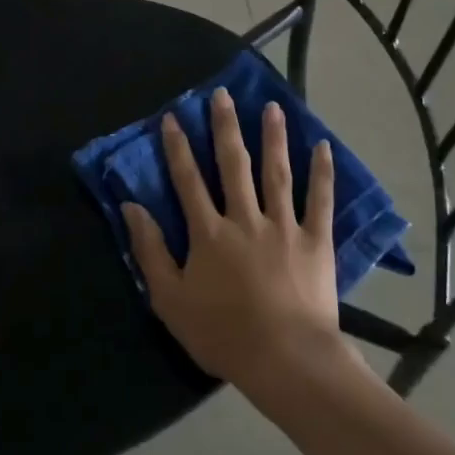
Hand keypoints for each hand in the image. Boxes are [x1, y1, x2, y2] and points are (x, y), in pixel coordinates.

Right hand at [120, 87, 354, 394]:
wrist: (285, 359)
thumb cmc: (222, 334)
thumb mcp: (170, 299)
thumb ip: (150, 251)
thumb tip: (131, 207)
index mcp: (209, 233)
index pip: (188, 180)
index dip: (178, 147)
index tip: (173, 117)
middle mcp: (245, 218)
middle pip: (233, 164)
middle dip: (225, 127)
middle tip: (223, 95)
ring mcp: (284, 227)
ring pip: (277, 173)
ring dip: (273, 137)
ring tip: (272, 107)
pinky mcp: (316, 241)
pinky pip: (320, 201)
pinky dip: (322, 173)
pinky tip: (323, 146)